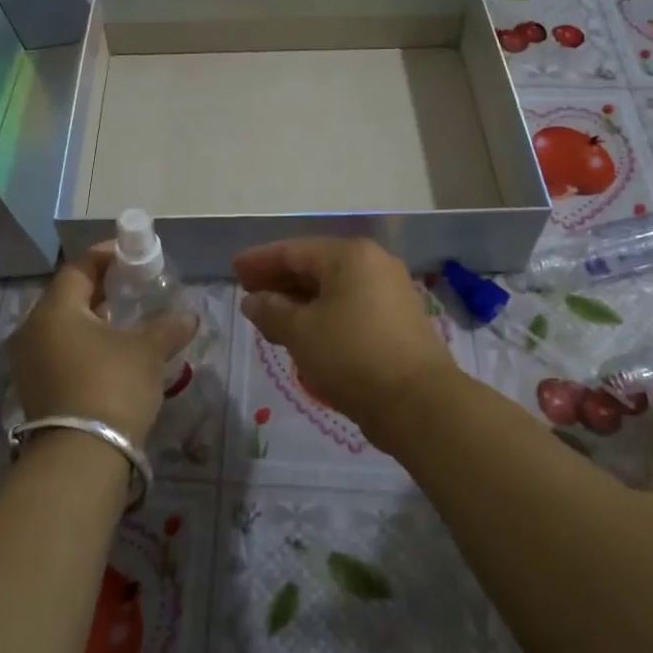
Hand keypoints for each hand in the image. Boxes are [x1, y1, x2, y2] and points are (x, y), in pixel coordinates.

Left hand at [8, 244, 196, 448]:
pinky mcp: (35, 390)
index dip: (106, 256)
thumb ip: (168, 327)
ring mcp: (28, 363)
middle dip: (101, 288)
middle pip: (68, 296)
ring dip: (93, 318)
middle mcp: (32, 331)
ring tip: (126, 318)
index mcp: (54, 310)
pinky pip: (60, 351)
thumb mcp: (147, 351)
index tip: (132, 253)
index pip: (79, 268)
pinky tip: (111, 352)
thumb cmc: (112, 386)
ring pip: (63, 326)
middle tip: (133, 285)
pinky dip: (84, 344)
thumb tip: (190, 316)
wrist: (81, 458)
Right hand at [235, 238, 457, 448]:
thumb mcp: (301, 332)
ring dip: (299, 300)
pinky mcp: (397, 321)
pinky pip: (349, 307)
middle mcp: (373, 264)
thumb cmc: (352, 355)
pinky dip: (322, 314)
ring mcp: (389, 292)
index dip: (260, 260)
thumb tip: (253, 301)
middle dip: (279, 280)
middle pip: (315, 266)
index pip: (294, 250)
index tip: (234, 270)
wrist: (418, 402)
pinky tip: (303, 332)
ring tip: (269, 316)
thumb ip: (272, 310)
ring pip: (333, 289)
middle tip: (248, 293)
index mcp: (350, 255)